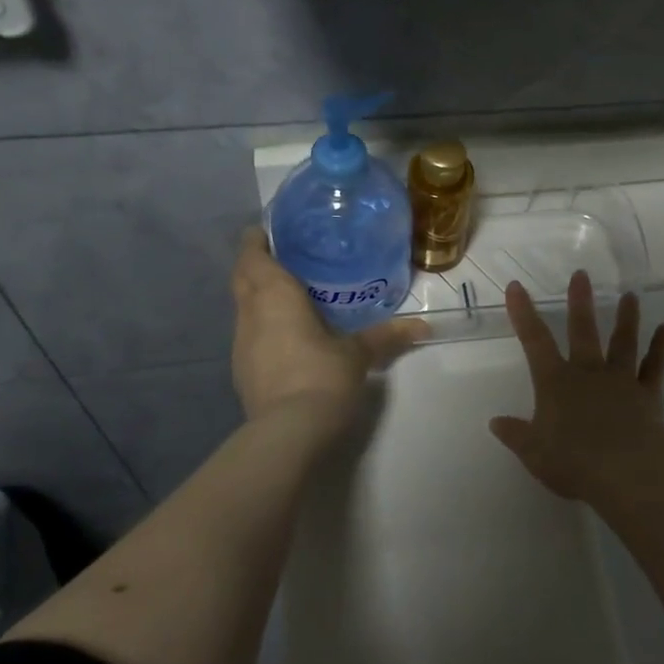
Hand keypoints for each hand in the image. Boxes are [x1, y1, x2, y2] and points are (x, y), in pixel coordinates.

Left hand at [230, 229, 428, 423]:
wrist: (288, 432)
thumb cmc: (322, 376)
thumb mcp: (358, 353)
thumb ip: (386, 336)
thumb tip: (422, 327)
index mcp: (274, 296)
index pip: (252, 255)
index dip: (256, 240)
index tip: (270, 231)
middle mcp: (250, 314)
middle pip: (242, 278)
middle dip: (256, 264)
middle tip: (285, 258)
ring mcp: (241, 344)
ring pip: (243, 307)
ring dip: (257, 296)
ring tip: (289, 294)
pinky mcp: (242, 370)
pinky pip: (249, 334)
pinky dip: (262, 325)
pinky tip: (285, 335)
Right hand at [489, 270, 663, 503]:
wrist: (627, 470)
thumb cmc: (574, 462)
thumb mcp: (534, 453)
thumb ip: (516, 435)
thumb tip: (496, 422)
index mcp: (556, 383)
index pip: (534, 342)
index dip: (524, 314)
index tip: (517, 286)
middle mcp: (588, 373)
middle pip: (583, 331)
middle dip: (580, 303)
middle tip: (582, 274)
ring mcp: (621, 381)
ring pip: (623, 342)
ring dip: (626, 318)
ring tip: (630, 296)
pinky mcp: (648, 395)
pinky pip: (654, 367)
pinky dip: (660, 348)